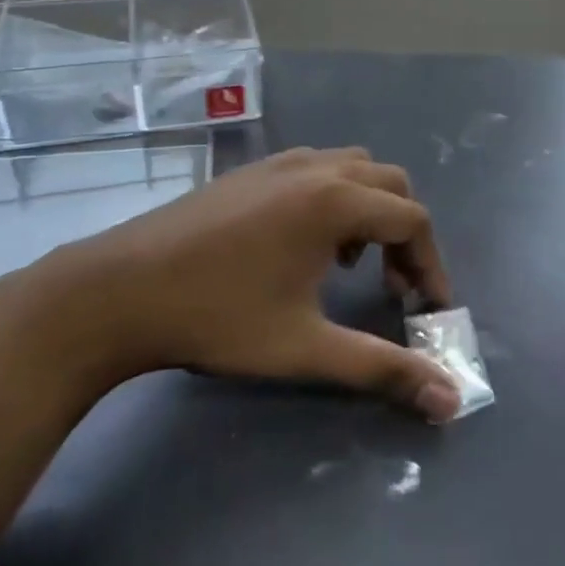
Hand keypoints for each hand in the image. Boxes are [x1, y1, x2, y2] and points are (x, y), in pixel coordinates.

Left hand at [0, 148, 462, 421]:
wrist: (114, 292)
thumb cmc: (217, 318)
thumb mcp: (305, 349)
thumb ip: (382, 369)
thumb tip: (450, 400)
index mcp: (336, 202)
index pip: (413, 220)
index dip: (432, 266)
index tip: (429, 310)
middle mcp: (316, 169)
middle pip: (391, 185)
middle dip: (405, 233)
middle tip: (396, 286)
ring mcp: (279, 164)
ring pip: (353, 168)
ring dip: (370, 210)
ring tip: (352, 262)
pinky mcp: (250, 171)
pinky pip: (317, 168)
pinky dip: (334, 197)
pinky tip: (303, 244)